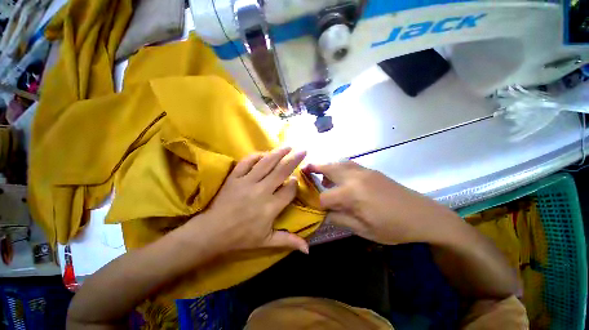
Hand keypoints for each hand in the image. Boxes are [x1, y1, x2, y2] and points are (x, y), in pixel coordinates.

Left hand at [192, 147, 308, 254]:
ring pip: (266, 163)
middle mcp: (261, 191)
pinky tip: (264, 153)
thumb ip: (288, 241)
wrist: (212, 233)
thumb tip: (308, 250)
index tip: (296, 179)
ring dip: (279, 153)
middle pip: (281, 171)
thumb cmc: (241, 238)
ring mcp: (247, 182)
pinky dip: (256, 155)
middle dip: (294, 160)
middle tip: (303, 150)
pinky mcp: (234, 177)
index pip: (289, 190)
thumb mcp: (267, 241)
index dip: (295, 183)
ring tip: (288, 146)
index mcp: (271, 207)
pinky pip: (247, 162)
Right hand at [304, 161, 462, 244]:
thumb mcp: (364, 230)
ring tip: (319, 173)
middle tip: (304, 169)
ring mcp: (364, 171)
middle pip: (328, 169)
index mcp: (352, 194)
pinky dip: (339, 167)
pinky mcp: (371, 170)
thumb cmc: (393, 228)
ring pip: (338, 163)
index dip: (318, 204)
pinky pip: (349, 164)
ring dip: (327, 166)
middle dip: (314, 169)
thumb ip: (340, 219)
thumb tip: (325, 213)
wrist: (423, 216)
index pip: (325, 197)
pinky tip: (339, 175)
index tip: (316, 208)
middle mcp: (355, 178)